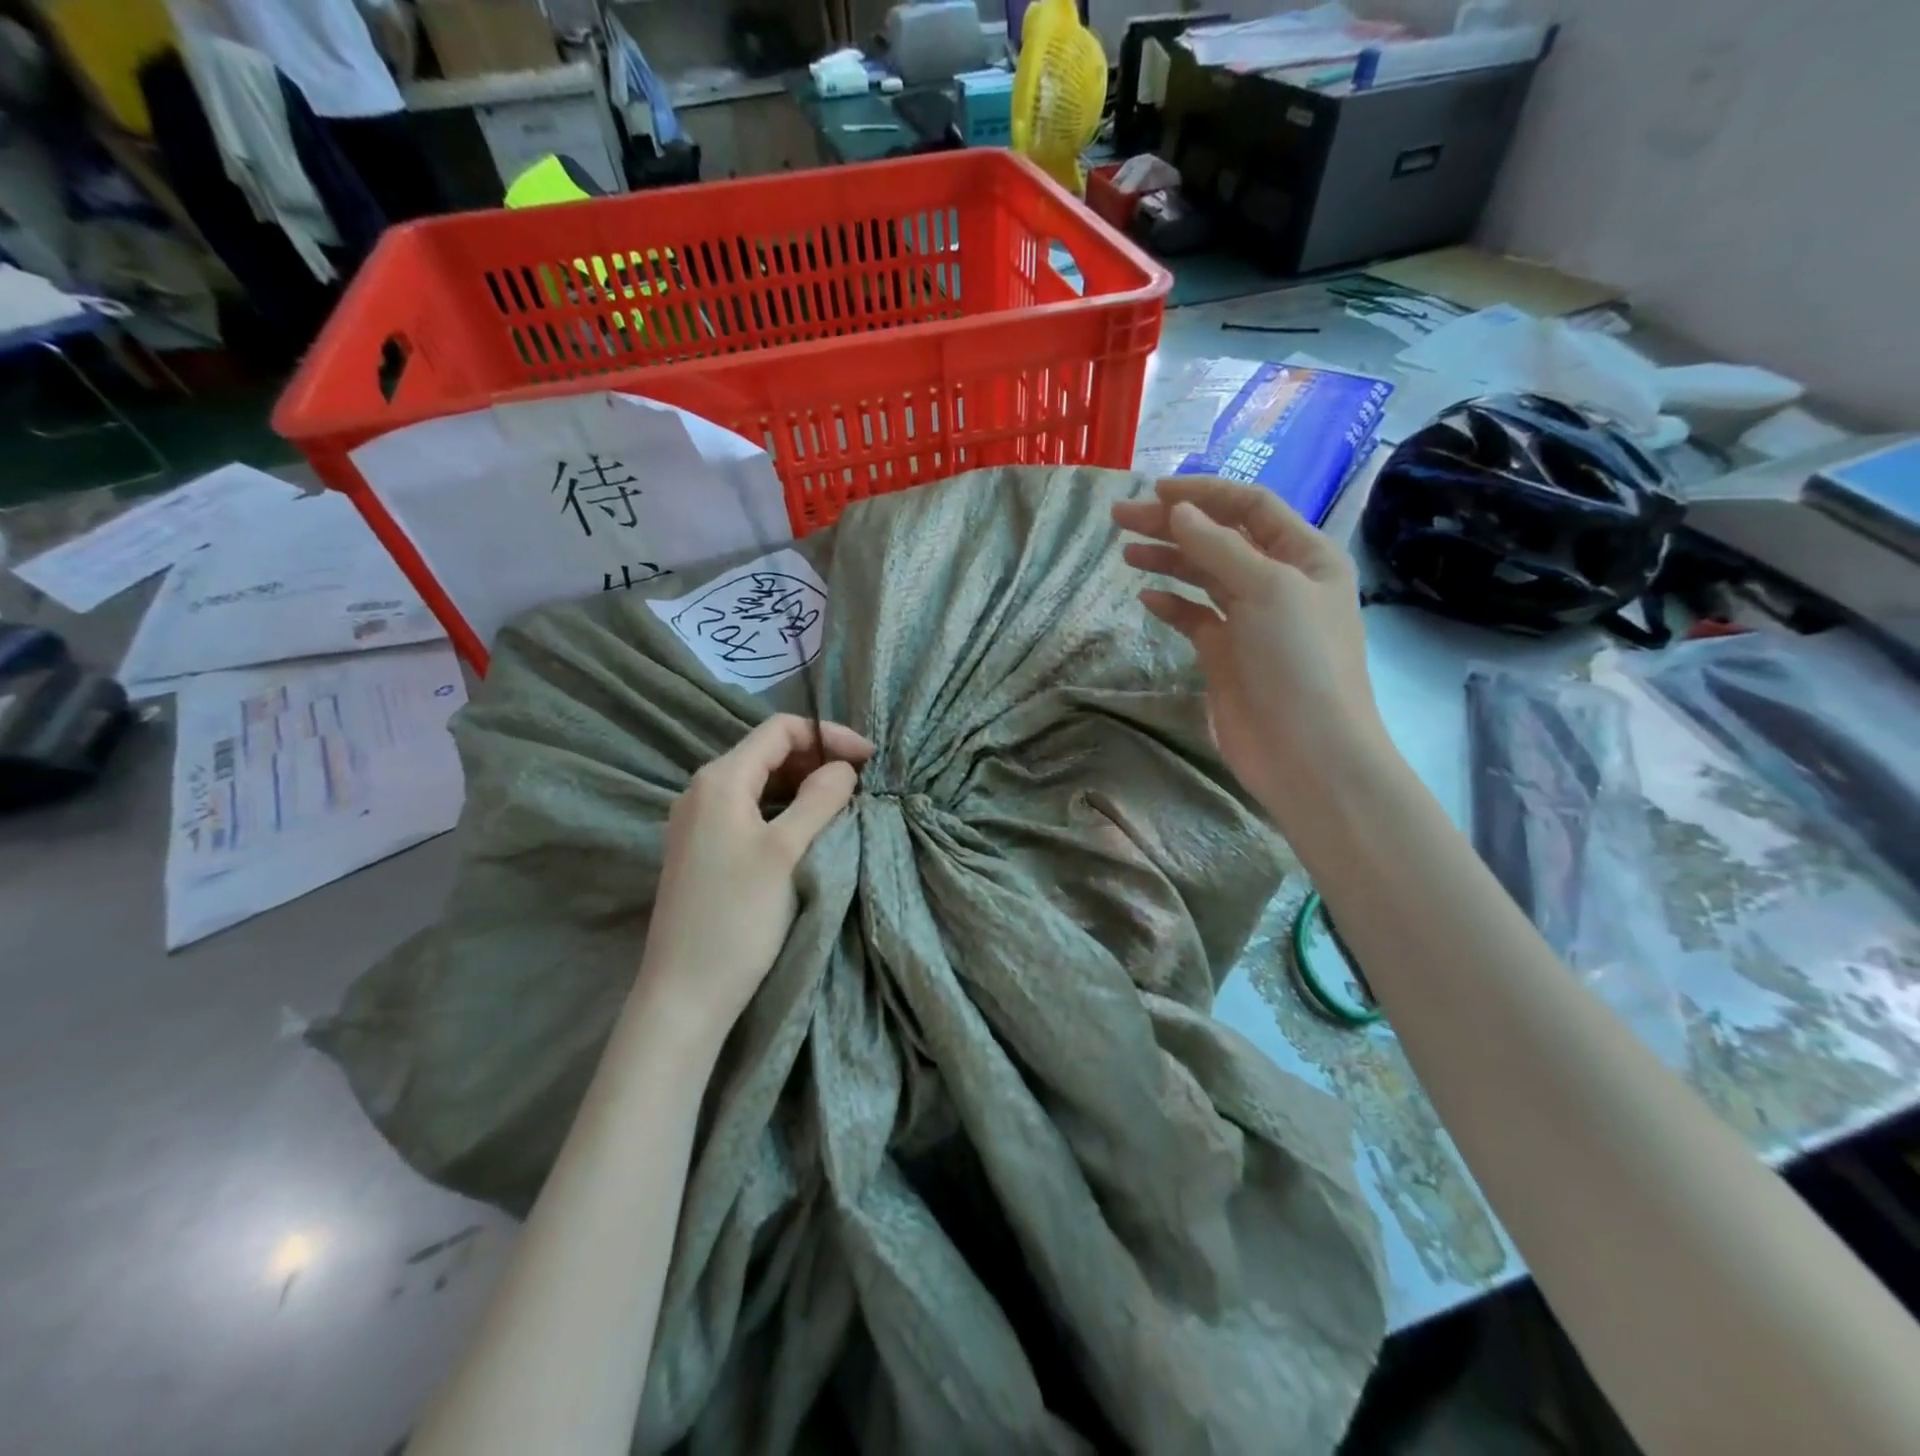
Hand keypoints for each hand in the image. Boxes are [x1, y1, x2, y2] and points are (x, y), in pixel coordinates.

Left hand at [637, 715, 874, 1048]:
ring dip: (805, 786)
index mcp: (720, 779)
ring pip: (761, 784)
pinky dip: (785, 809)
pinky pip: (751, 811)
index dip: (828, 736)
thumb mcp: (787, 851)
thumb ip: (820, 799)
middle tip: (862, 784)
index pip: (780, 729)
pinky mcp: (703, 851)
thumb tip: (844, 768)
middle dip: (819, 759)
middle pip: (769, 753)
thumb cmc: (738, 917)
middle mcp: (703, 791)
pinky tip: (810, 830)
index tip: (870, 760)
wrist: (684, 995)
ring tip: (844, 805)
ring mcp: (699, 822)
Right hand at [1113, 476, 1386, 829]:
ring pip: (1204, 576)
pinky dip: (1172, 604)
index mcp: (1305, 556)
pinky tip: (1146, 597)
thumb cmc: (1297, 661)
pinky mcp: (1226, 655)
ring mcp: (1251, 620)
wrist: (1307, 753)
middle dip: (1172, 525)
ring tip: (1126, 552)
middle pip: (1220, 539)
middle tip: (1120, 518)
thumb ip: (1219, 546)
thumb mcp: (1266, 590)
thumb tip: (1177, 511)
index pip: (1250, 507)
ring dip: (1168, 560)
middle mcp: (1279, 581)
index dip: (1203, 494)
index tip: (1153, 492)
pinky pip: (1195, 618)